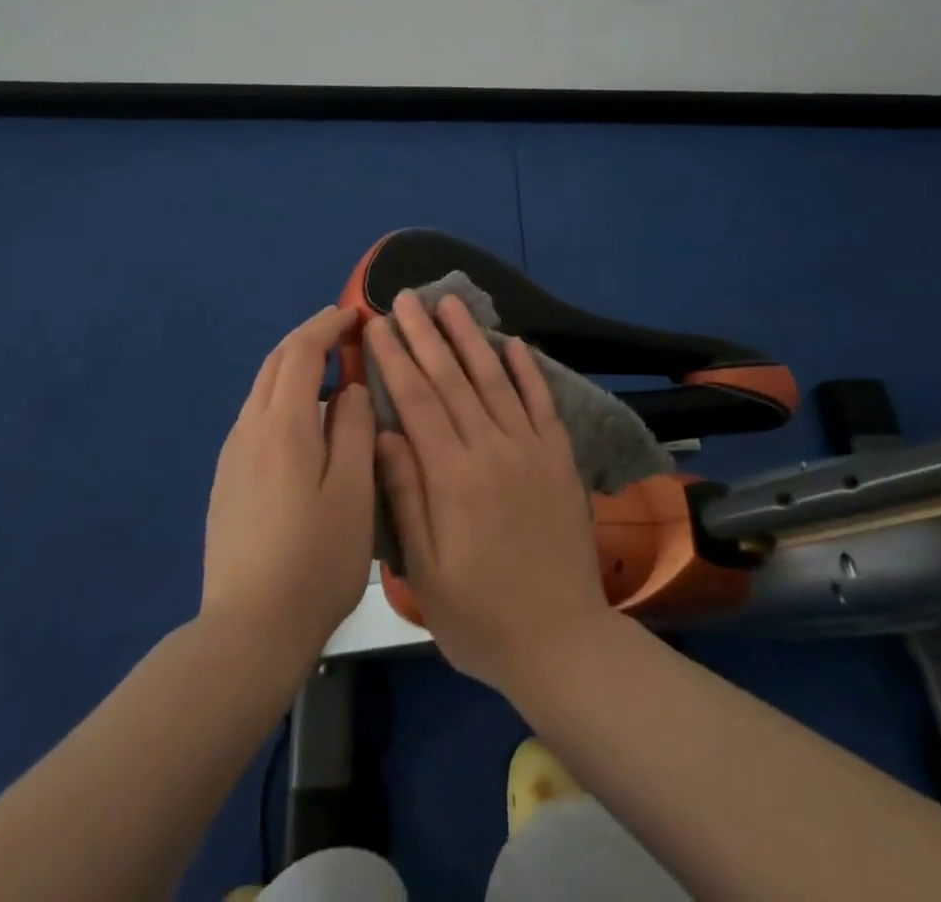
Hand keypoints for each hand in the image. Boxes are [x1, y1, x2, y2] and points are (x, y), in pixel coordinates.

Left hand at [201, 307, 376, 671]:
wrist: (248, 631)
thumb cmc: (316, 560)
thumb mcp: (354, 491)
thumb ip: (354, 429)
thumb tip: (350, 388)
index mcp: (282, 426)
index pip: (301, 353)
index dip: (327, 326)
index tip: (355, 315)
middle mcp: (249, 430)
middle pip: (274, 363)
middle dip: (307, 336)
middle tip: (341, 327)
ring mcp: (231, 458)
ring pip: (261, 390)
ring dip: (292, 365)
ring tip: (327, 366)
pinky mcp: (226, 483)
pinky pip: (255, 417)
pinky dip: (280, 395)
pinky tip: (301, 418)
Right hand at [369, 291, 614, 692]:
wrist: (562, 642)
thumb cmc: (480, 616)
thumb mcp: (425, 571)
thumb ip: (406, 495)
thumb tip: (385, 433)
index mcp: (454, 476)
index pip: (418, 401)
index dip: (395, 360)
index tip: (378, 326)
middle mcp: (493, 449)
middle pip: (453, 379)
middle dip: (425, 335)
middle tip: (406, 297)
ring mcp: (532, 449)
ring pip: (496, 379)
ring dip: (471, 337)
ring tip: (450, 303)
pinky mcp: (560, 458)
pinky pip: (542, 402)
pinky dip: (527, 369)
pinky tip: (514, 342)